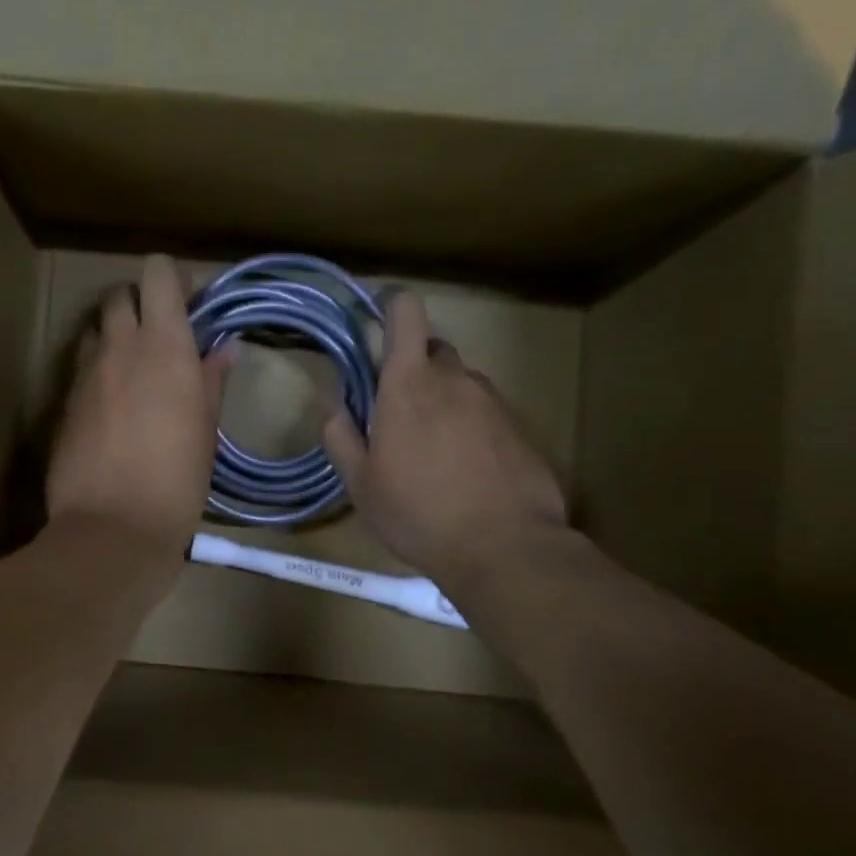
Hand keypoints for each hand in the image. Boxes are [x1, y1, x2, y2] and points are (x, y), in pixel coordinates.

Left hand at [48, 255, 234, 566]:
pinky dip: (99, 370)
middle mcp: (120, 347)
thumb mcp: (206, 431)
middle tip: (162, 336)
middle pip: (120, 294)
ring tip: (135, 370)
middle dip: (140, 303)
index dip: (172, 279)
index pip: (157, 273)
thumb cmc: (177, 481)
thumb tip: (225, 348)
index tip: (190, 304)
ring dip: (115, 336)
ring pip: (96, 329)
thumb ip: (212, 380)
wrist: (112, 528)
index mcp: (165, 347)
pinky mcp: (64, 402)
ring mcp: (86, 374)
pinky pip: (82, 367)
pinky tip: (114, 407)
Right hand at [322, 291, 565, 593]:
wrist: (504, 548)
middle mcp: (456, 380)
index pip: (407, 313)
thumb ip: (340, 437)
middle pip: (433, 351)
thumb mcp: (361, 484)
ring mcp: (494, 402)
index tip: (378, 321)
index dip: (392, 306)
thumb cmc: (418, 514)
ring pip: (461, 385)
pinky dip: (472, 429)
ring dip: (444, 404)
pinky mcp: (521, 429)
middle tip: (399, 415)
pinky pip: (487, 414)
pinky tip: (468, 472)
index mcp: (409, 384)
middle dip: (413, 370)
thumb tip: (334, 407)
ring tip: (435, 455)